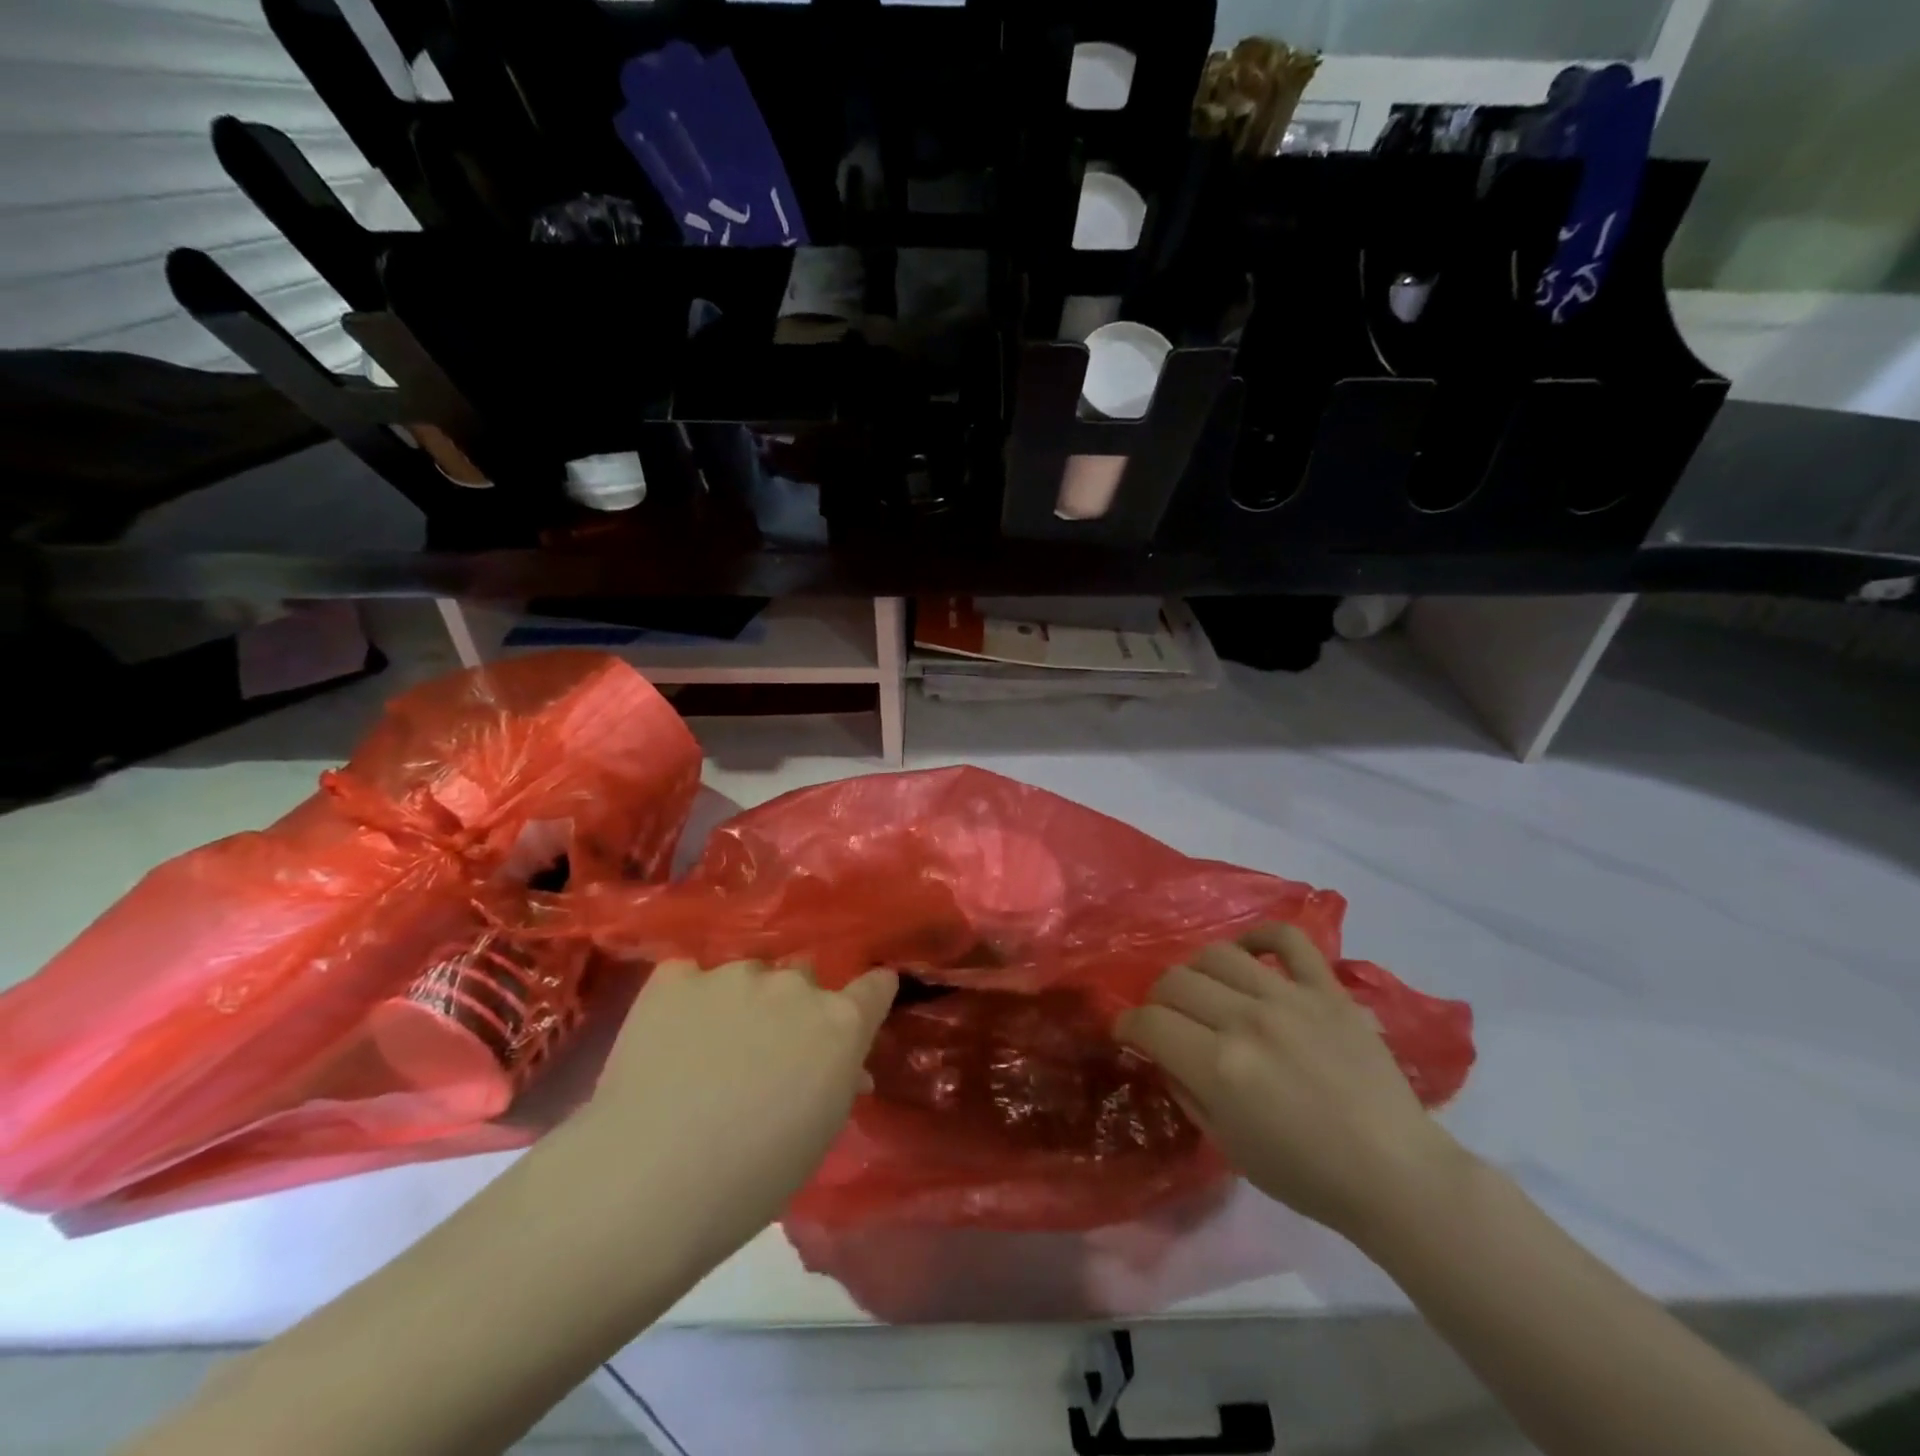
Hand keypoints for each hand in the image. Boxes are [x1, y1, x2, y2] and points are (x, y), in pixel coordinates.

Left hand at [568, 960, 897, 1266]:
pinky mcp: (677, 978)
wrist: (648, 1181)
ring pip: (748, 974)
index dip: (870, 995)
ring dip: (741, 1001)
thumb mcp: (818, 1135)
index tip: (860, 1007)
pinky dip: (687, 998)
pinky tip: (670, 1034)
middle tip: (766, 1050)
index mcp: (840, 1024)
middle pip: (805, 977)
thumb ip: (837, 1083)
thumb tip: (846, 1069)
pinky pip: (690, 975)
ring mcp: (734, 974)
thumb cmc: (751, 1179)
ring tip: (707, 1048)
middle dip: (793, 1005)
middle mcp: (795, 986)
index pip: (875, 986)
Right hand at [1117, 925, 1468, 1240]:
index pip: (1149, 1022)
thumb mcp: (1228, 1145)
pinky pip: (1286, 939)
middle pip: (1175, 981)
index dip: (1127, 1025)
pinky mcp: (1328, 990)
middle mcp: (1247, 1021)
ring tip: (1204, 991)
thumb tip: (1161, 1053)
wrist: (1396, 1175)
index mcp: (1219, 1067)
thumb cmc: (1307, 1175)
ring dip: (1196, 971)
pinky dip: (1260, 937)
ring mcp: (1290, 998)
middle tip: (1166, 1019)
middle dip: (1157, 1000)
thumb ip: (1186, 1091)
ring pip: (1217, 955)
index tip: (1127, 1033)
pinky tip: (1248, 953)